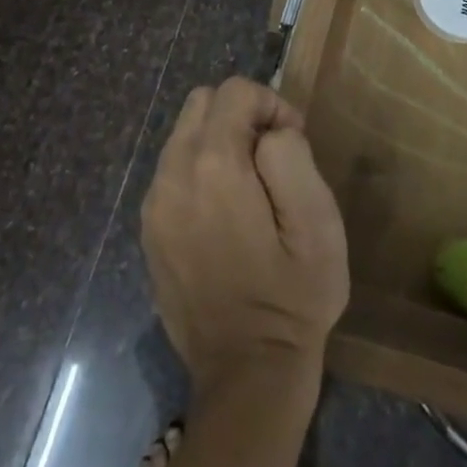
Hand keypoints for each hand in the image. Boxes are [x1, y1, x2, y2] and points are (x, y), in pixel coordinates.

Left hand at [141, 77, 348, 398]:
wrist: (247, 375)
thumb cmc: (293, 297)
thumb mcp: (317, 223)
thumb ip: (291, 156)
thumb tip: (269, 133)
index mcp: (213, 166)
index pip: (235, 91)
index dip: (272, 104)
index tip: (293, 142)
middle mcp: (172, 174)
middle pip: (202, 102)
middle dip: (240, 115)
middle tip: (272, 159)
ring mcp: (154, 203)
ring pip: (183, 134)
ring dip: (219, 141)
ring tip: (250, 188)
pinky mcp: (149, 229)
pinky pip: (172, 169)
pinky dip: (199, 170)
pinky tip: (224, 213)